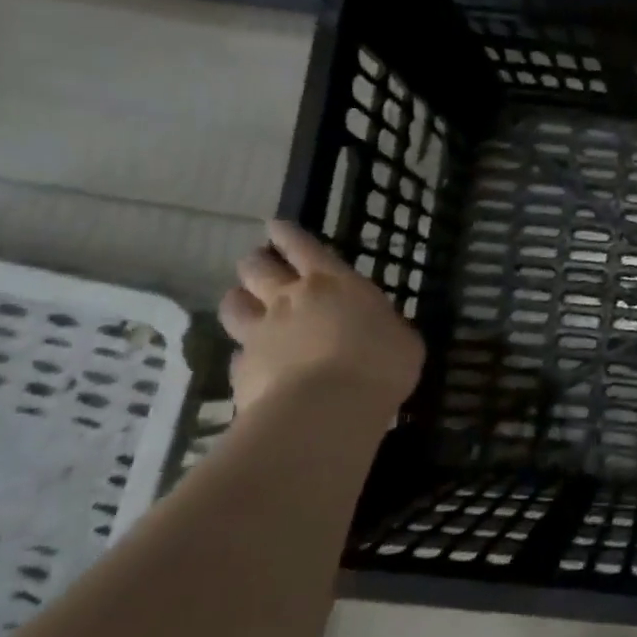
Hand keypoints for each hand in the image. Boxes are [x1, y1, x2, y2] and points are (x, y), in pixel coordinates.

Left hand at [218, 220, 424, 415]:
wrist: (327, 411)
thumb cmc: (380, 364)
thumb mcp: (402, 338)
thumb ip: (382, 326)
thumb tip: (376, 329)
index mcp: (333, 283)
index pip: (302, 245)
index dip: (287, 233)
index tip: (275, 226)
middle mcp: (289, 299)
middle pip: (257, 267)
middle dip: (257, 262)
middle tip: (262, 266)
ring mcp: (260, 334)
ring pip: (233, 304)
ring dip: (239, 301)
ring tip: (246, 306)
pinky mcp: (241, 371)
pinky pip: (235, 355)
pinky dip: (244, 355)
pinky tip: (253, 364)